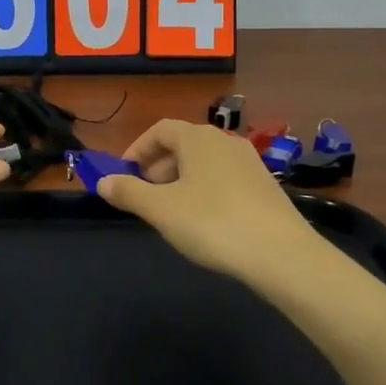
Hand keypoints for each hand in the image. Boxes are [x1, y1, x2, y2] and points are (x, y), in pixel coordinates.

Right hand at [98, 119, 319, 284]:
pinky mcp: (266, 186)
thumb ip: (128, 192)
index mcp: (197, 138)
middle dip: (158, 167)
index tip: (123, 175)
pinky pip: (224, 179)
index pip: (159, 130)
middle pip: (182, 145)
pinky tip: (205, 222)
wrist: (282, 254)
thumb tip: (103, 181)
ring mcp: (249, 162)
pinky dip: (206, 191)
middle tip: (145, 197)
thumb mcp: (161, 210)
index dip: (137, 149)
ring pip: (204, 163)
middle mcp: (225, 141)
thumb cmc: (212, 223)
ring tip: (172, 213)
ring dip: (181, 181)